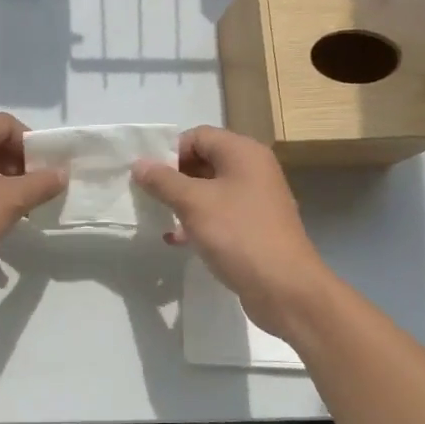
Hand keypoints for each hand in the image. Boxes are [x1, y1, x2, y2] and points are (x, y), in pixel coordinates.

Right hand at [132, 126, 332, 336]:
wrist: (284, 287)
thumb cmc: (238, 235)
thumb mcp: (193, 204)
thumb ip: (163, 181)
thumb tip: (139, 164)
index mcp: (243, 153)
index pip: (198, 135)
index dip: (170, 152)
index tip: (148, 177)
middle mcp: (253, 169)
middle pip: (205, 160)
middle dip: (174, 178)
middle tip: (150, 197)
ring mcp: (257, 199)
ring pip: (211, 190)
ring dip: (183, 201)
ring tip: (160, 218)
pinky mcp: (255, 226)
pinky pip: (221, 214)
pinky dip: (199, 222)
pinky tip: (178, 240)